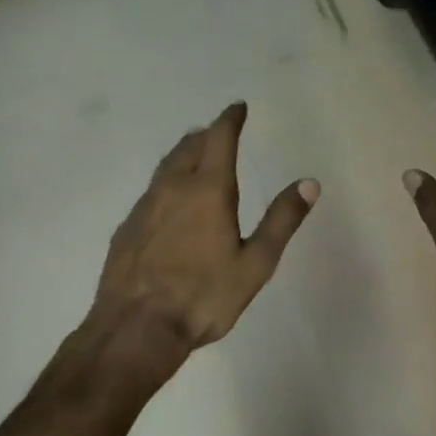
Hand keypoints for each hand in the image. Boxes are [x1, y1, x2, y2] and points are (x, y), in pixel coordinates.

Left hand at [94, 102, 317, 350]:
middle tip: (217, 131)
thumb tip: (309, 183)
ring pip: (165, 167)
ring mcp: (144, 207)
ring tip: (193, 156)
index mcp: (208, 190)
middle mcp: (172, 188)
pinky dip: (166, 183)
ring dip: (183, 154)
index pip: (219, 138)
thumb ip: (281, 220)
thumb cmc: (204, 296)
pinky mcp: (126, 229)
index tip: (238, 107)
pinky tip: (168, 203)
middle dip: (206, 134)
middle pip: (188, 147)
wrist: (135, 328)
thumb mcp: (255, 263)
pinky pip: (151, 193)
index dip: (230, 119)